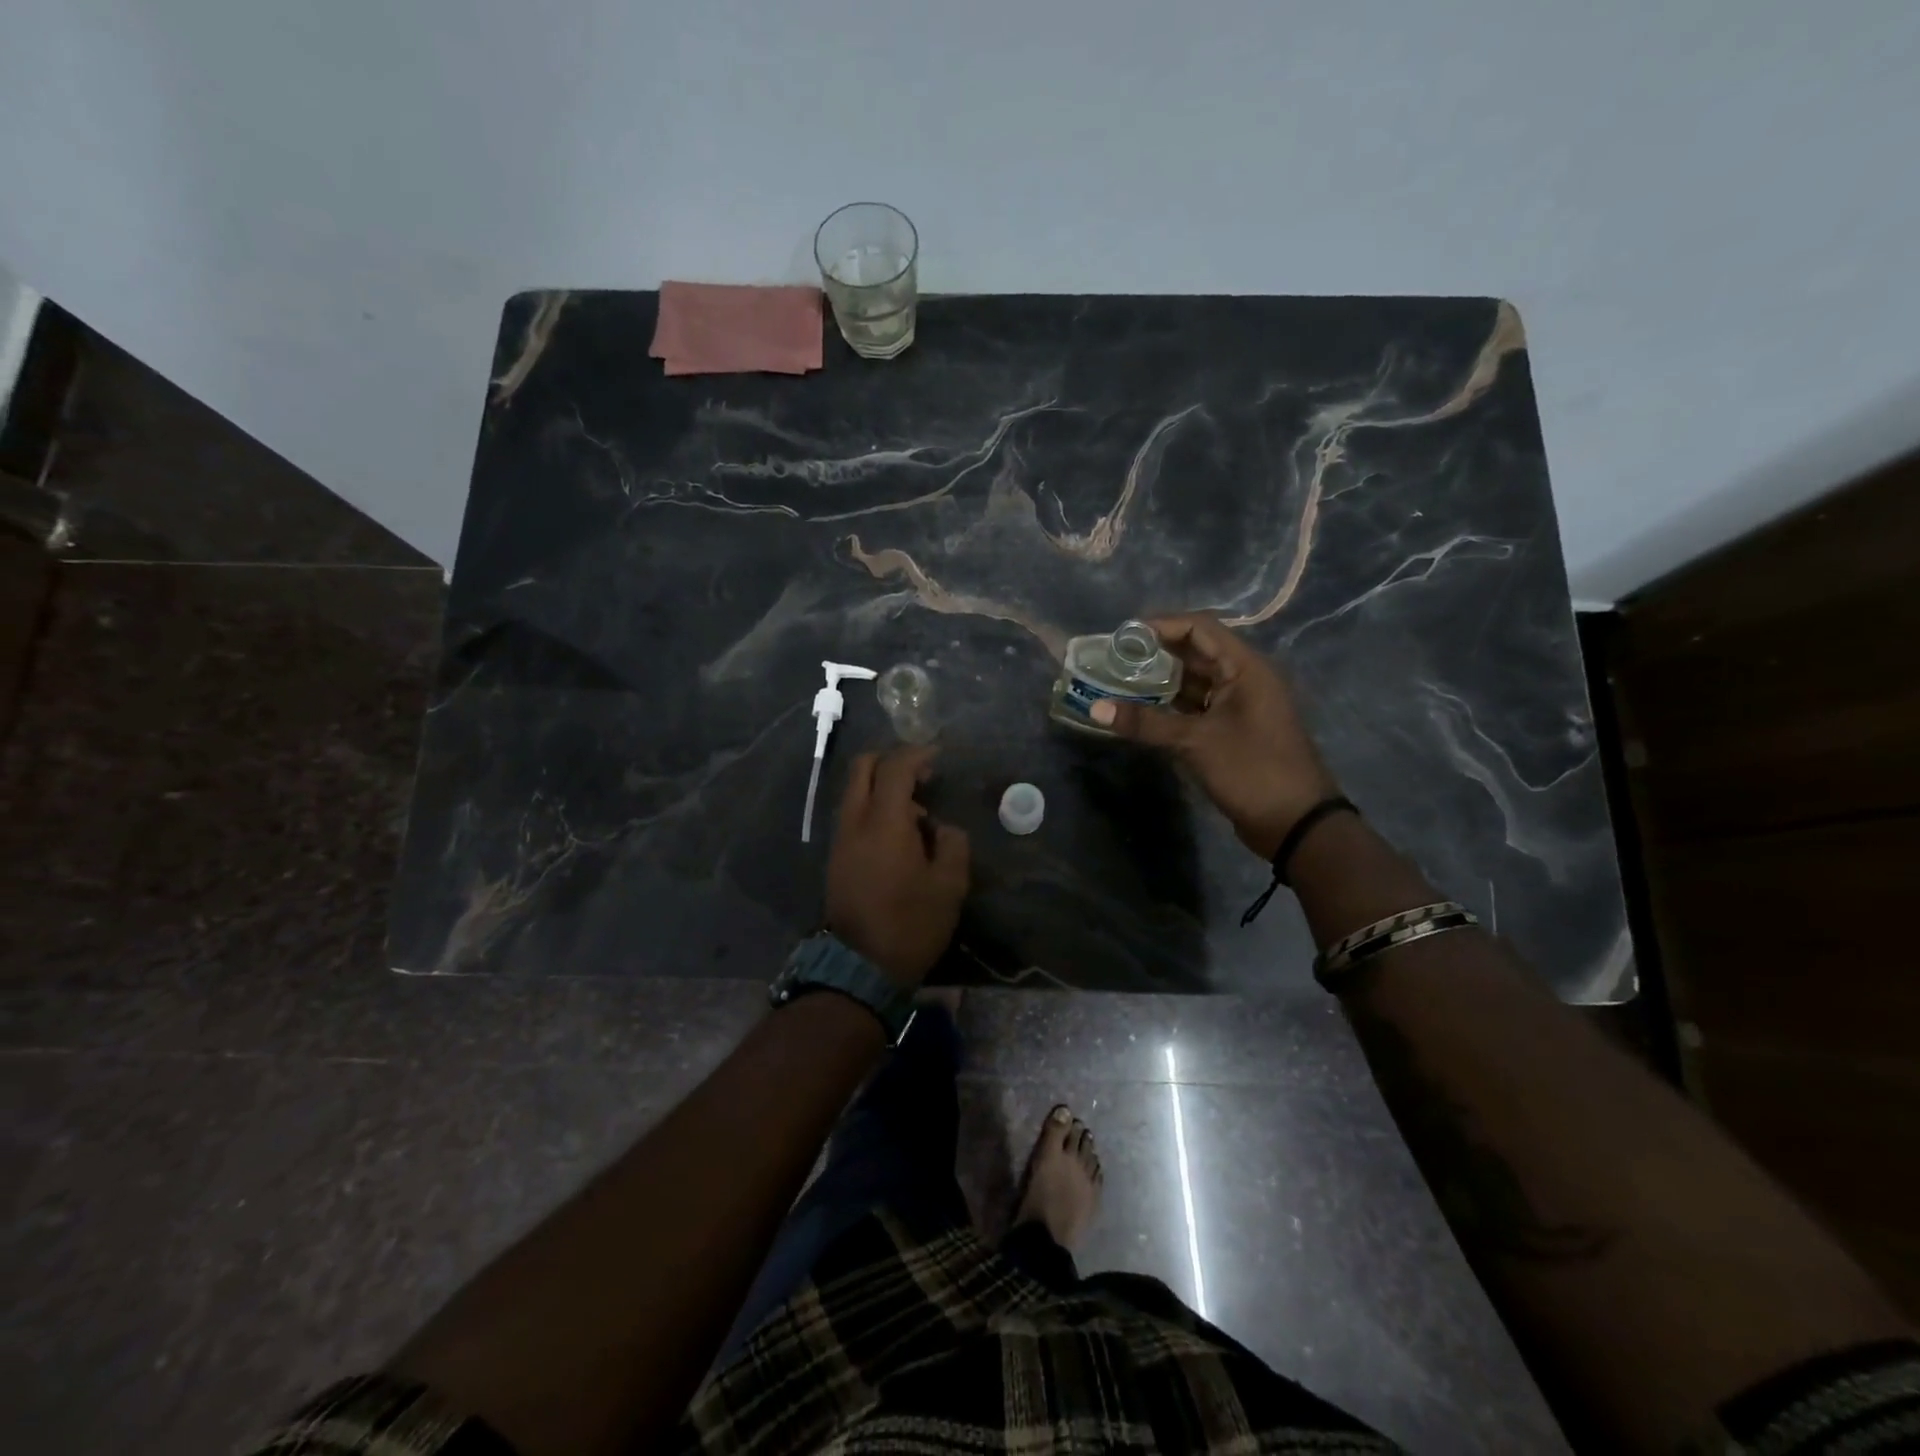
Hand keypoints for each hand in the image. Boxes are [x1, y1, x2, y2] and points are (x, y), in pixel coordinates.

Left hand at [825, 744, 970, 985]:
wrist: (860, 968)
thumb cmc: (911, 924)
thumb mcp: (949, 886)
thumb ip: (952, 844)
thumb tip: (941, 828)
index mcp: (884, 822)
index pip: (895, 767)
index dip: (917, 754)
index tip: (938, 756)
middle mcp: (855, 821)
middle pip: (863, 767)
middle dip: (892, 760)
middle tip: (922, 774)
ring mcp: (841, 839)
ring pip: (855, 791)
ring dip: (883, 786)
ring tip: (917, 812)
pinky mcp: (836, 857)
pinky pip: (853, 814)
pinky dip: (874, 807)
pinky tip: (899, 833)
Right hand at [1091, 613, 1340, 860]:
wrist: (1296, 824)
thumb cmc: (1252, 771)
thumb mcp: (1196, 743)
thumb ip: (1145, 723)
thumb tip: (1095, 708)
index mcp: (1245, 667)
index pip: (1199, 628)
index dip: (1160, 625)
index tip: (1122, 636)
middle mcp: (1243, 678)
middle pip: (1194, 652)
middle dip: (1154, 654)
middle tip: (1112, 659)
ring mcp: (1238, 705)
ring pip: (1193, 681)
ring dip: (1159, 681)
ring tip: (1117, 682)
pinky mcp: (1231, 730)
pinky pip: (1195, 706)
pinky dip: (1169, 706)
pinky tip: (1139, 711)